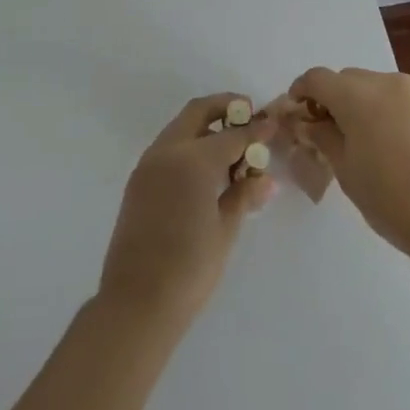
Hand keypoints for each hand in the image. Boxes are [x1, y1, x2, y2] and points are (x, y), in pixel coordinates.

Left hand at [97, 94, 276, 327]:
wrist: (136, 301)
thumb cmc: (189, 268)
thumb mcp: (225, 230)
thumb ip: (244, 195)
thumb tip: (265, 179)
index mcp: (193, 159)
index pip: (232, 134)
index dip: (255, 130)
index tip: (272, 124)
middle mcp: (167, 151)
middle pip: (198, 112)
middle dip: (225, 108)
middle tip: (249, 116)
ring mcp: (148, 164)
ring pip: (181, 128)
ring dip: (206, 127)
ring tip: (232, 149)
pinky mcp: (138, 181)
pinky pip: (168, 148)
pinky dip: (189, 146)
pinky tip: (207, 170)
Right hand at [287, 67, 409, 264]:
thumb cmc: (392, 198)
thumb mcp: (346, 170)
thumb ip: (322, 137)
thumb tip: (307, 123)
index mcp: (357, 94)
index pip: (316, 78)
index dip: (299, 93)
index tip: (293, 118)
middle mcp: (384, 82)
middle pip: (344, 80)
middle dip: (327, 100)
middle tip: (319, 135)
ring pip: (369, 88)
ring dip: (353, 106)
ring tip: (351, 143)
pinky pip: (391, 100)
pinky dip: (377, 112)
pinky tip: (380, 147)